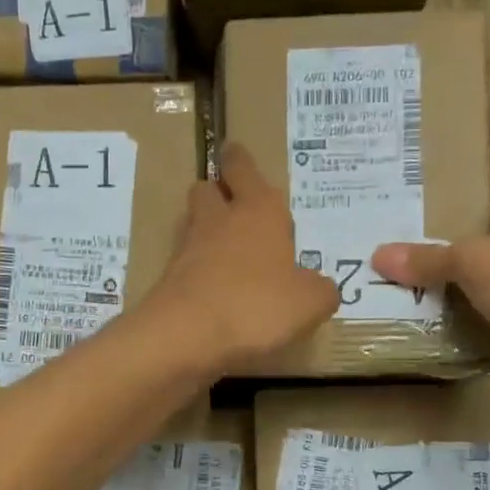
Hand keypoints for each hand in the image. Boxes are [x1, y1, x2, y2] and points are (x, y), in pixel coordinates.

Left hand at [147, 142, 337, 373]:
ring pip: (193, 223)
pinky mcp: (169, 279)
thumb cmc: (257, 305)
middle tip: (236, 207)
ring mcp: (188, 249)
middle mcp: (220, 220)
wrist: (187, 336)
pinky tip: (216, 288)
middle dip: (219, 192)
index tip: (235, 153)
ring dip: (207, 229)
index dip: (239, 160)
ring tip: (229, 251)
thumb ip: (320, 290)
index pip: (243, 168)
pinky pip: (186, 263)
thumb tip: (320, 288)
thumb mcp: (310, 302)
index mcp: (258, 211)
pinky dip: (198, 268)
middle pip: (208, 188)